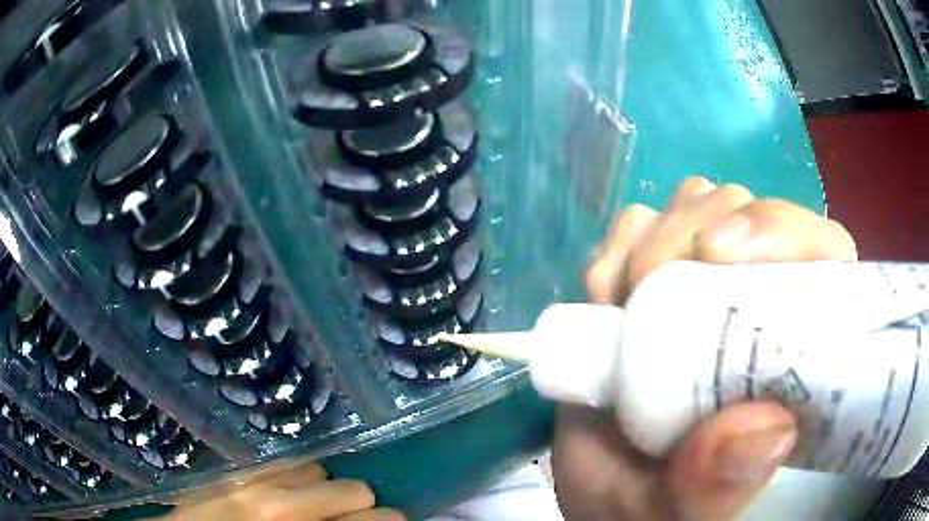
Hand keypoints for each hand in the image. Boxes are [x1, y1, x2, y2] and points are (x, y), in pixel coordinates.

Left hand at [163, 462, 403, 520]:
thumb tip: (369, 519)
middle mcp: (283, 508)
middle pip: (356, 490)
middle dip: (356, 505)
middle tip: (342, 516)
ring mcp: (254, 482)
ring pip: (319, 467)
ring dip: (319, 486)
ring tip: (303, 502)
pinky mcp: (234, 467)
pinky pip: (283, 459)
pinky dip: (292, 473)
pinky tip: (281, 486)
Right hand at [553, 177, 856, 520]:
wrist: (599, 487)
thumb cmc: (648, 505)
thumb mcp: (673, 512)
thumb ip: (716, 487)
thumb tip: (771, 430)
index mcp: (795, 352)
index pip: (820, 251)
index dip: (780, 231)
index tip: (720, 256)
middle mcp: (761, 299)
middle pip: (747, 211)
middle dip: (692, 234)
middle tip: (645, 292)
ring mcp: (708, 280)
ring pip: (697, 204)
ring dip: (652, 240)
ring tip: (620, 302)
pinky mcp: (656, 276)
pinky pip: (641, 221)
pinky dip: (617, 246)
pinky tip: (605, 292)